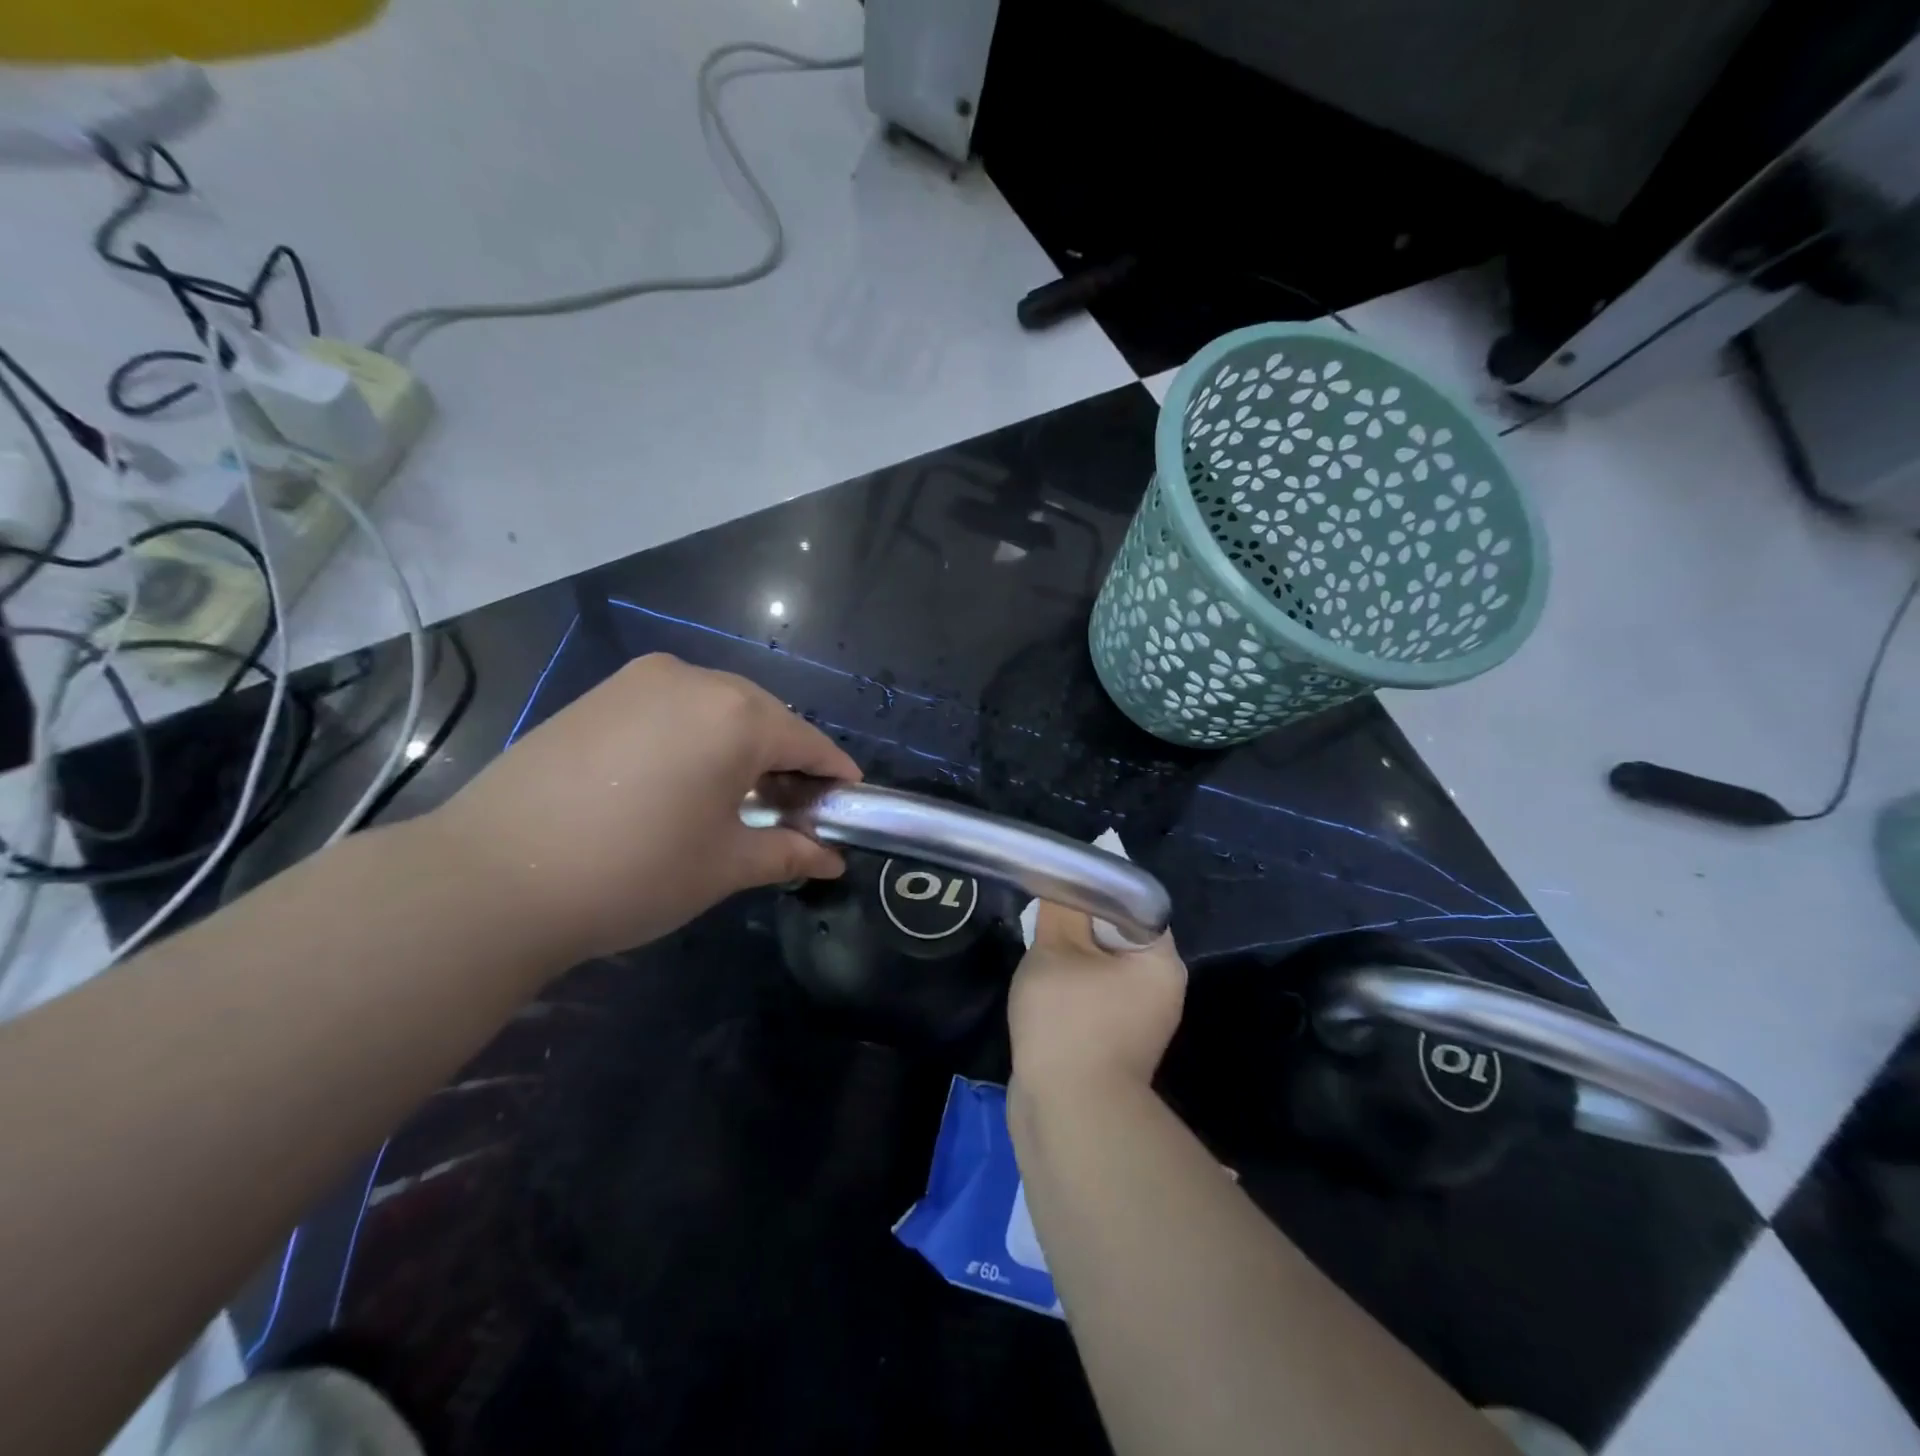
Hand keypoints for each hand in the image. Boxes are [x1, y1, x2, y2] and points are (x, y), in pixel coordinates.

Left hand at [429, 653, 860, 961]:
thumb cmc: (633, 872)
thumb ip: (788, 852)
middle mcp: (694, 679)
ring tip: (735, 798)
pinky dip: (695, 737)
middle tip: (789, 812)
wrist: (491, 878)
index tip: (847, 805)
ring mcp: (640, 681)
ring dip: (740, 747)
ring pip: (717, 708)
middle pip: (765, 718)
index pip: (808, 742)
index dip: (833, 776)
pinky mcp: (600, 694)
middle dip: (786, 762)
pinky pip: (672, 708)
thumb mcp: (724, 867)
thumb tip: (831, 858)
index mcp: (737, 715)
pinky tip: (681, 780)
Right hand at [1008, 900, 1186, 1097]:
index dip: (1094, 895)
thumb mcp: (1056, 950)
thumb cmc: (1068, 1020)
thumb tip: (1064, 884)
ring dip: (1070, 963)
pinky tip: (1043, 997)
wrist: (1068, 1114)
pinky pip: (1094, 1002)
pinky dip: (1070, 994)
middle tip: (1044, 927)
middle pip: (1116, 939)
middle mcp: (1161, 990)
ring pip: (1101, 971)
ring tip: (1040, 963)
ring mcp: (1141, 1023)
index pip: (1132, 908)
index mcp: (1160, 962)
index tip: (1061, 896)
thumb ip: (1061, 909)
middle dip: (1077, 931)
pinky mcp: (1117, 1046)